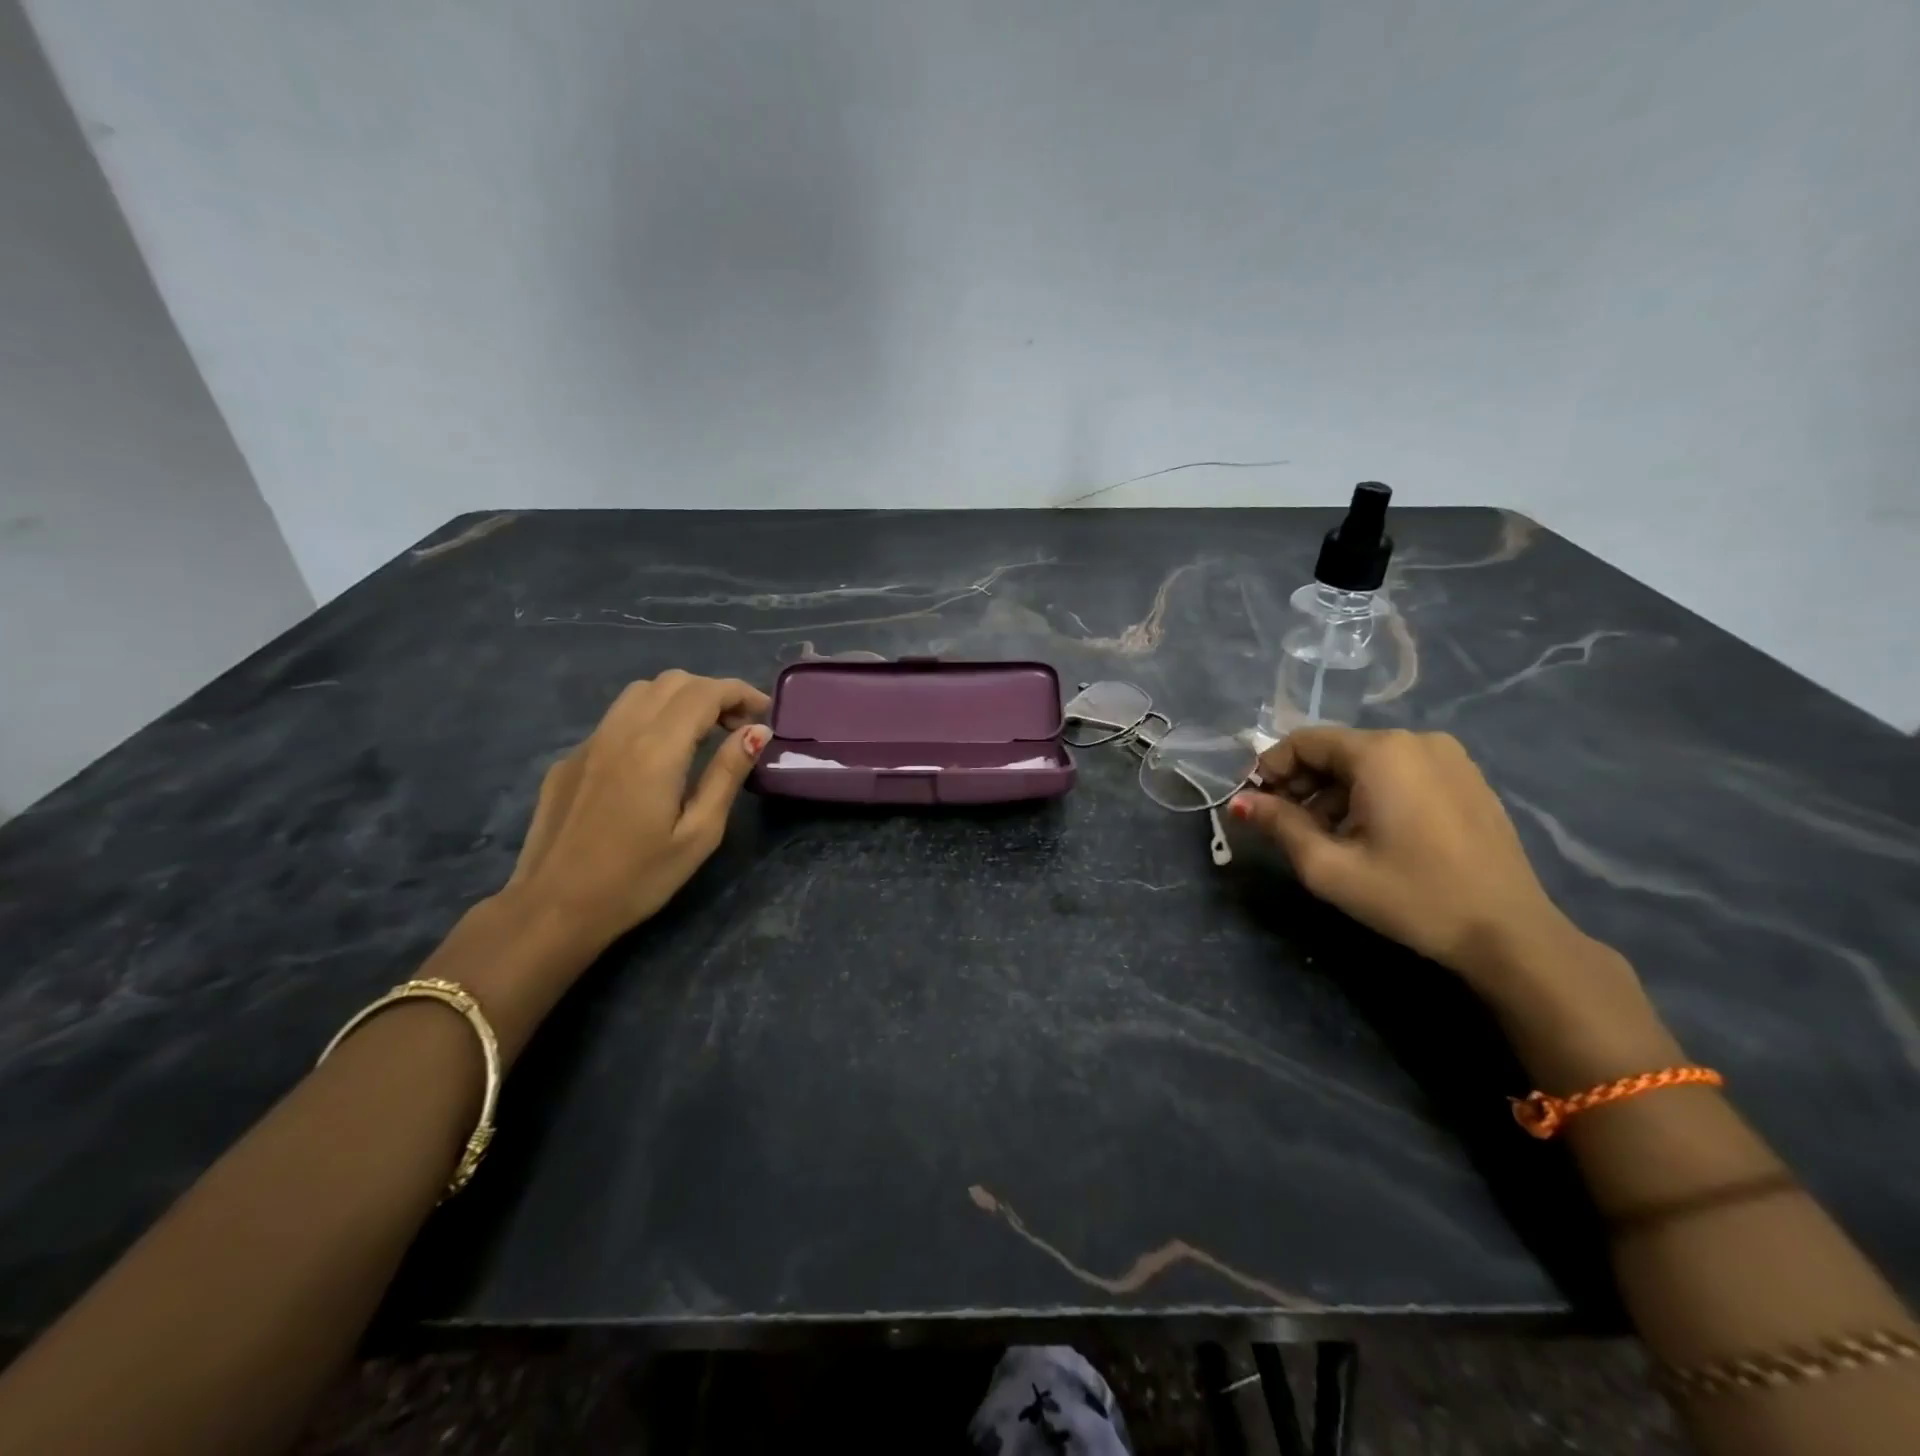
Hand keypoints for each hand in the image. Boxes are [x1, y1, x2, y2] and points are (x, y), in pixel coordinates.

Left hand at [504, 671, 769, 949]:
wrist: (552, 909)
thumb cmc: (637, 879)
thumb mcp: (699, 833)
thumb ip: (727, 774)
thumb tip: (756, 732)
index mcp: (657, 749)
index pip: (705, 693)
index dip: (740, 693)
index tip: (764, 713)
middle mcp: (620, 732)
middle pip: (673, 682)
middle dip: (713, 692)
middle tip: (738, 727)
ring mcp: (589, 742)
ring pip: (640, 693)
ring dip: (679, 699)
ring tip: (702, 734)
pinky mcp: (570, 759)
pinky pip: (616, 719)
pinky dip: (649, 719)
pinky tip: (656, 760)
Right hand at [1230, 727, 1585, 998]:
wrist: (1509, 934)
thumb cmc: (1411, 896)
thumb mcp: (1330, 867)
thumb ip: (1278, 825)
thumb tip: (1239, 803)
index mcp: (1381, 752)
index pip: (1303, 742)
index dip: (1269, 769)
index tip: (1253, 805)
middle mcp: (1415, 740)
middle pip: (1335, 750)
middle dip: (1301, 784)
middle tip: (1285, 826)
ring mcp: (1449, 757)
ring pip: (1366, 762)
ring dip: (1334, 792)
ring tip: (1327, 837)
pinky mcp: (1467, 778)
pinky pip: (1400, 772)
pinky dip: (1371, 794)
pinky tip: (1370, 834)